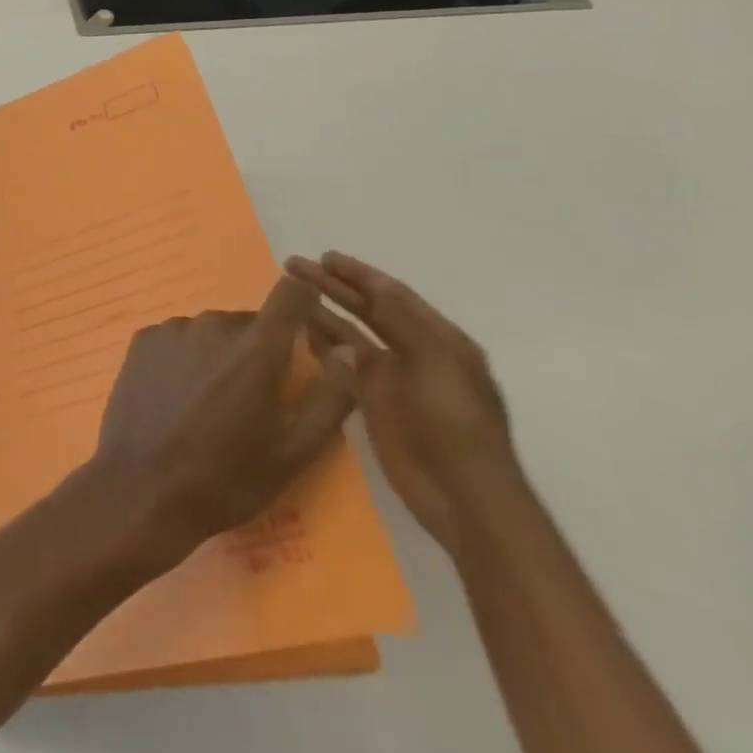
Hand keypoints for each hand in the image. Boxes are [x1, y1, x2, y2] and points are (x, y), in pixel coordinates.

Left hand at [83, 276, 357, 566]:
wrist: (143, 488)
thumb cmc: (227, 478)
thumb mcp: (294, 452)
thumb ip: (330, 398)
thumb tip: (350, 352)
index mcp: (256, 349)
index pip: (290, 294)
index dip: (303, 300)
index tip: (307, 322)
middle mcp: (213, 325)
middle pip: (249, 321)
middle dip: (259, 348)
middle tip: (254, 398)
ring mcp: (173, 329)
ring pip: (211, 331)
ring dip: (220, 353)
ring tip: (212, 404)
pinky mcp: (143, 339)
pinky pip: (178, 338)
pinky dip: (186, 357)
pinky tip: (178, 397)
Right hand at [284, 252, 516, 554]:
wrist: (462, 496)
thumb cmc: (455, 423)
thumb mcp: (437, 363)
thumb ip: (405, 322)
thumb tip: (376, 285)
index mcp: (439, 339)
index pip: (392, 294)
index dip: (359, 273)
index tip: (324, 256)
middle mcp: (415, 351)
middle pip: (368, 309)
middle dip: (333, 286)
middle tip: (294, 266)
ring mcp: (393, 378)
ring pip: (351, 334)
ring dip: (323, 312)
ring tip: (290, 293)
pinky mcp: (373, 401)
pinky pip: (343, 364)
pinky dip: (323, 345)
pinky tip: (299, 332)